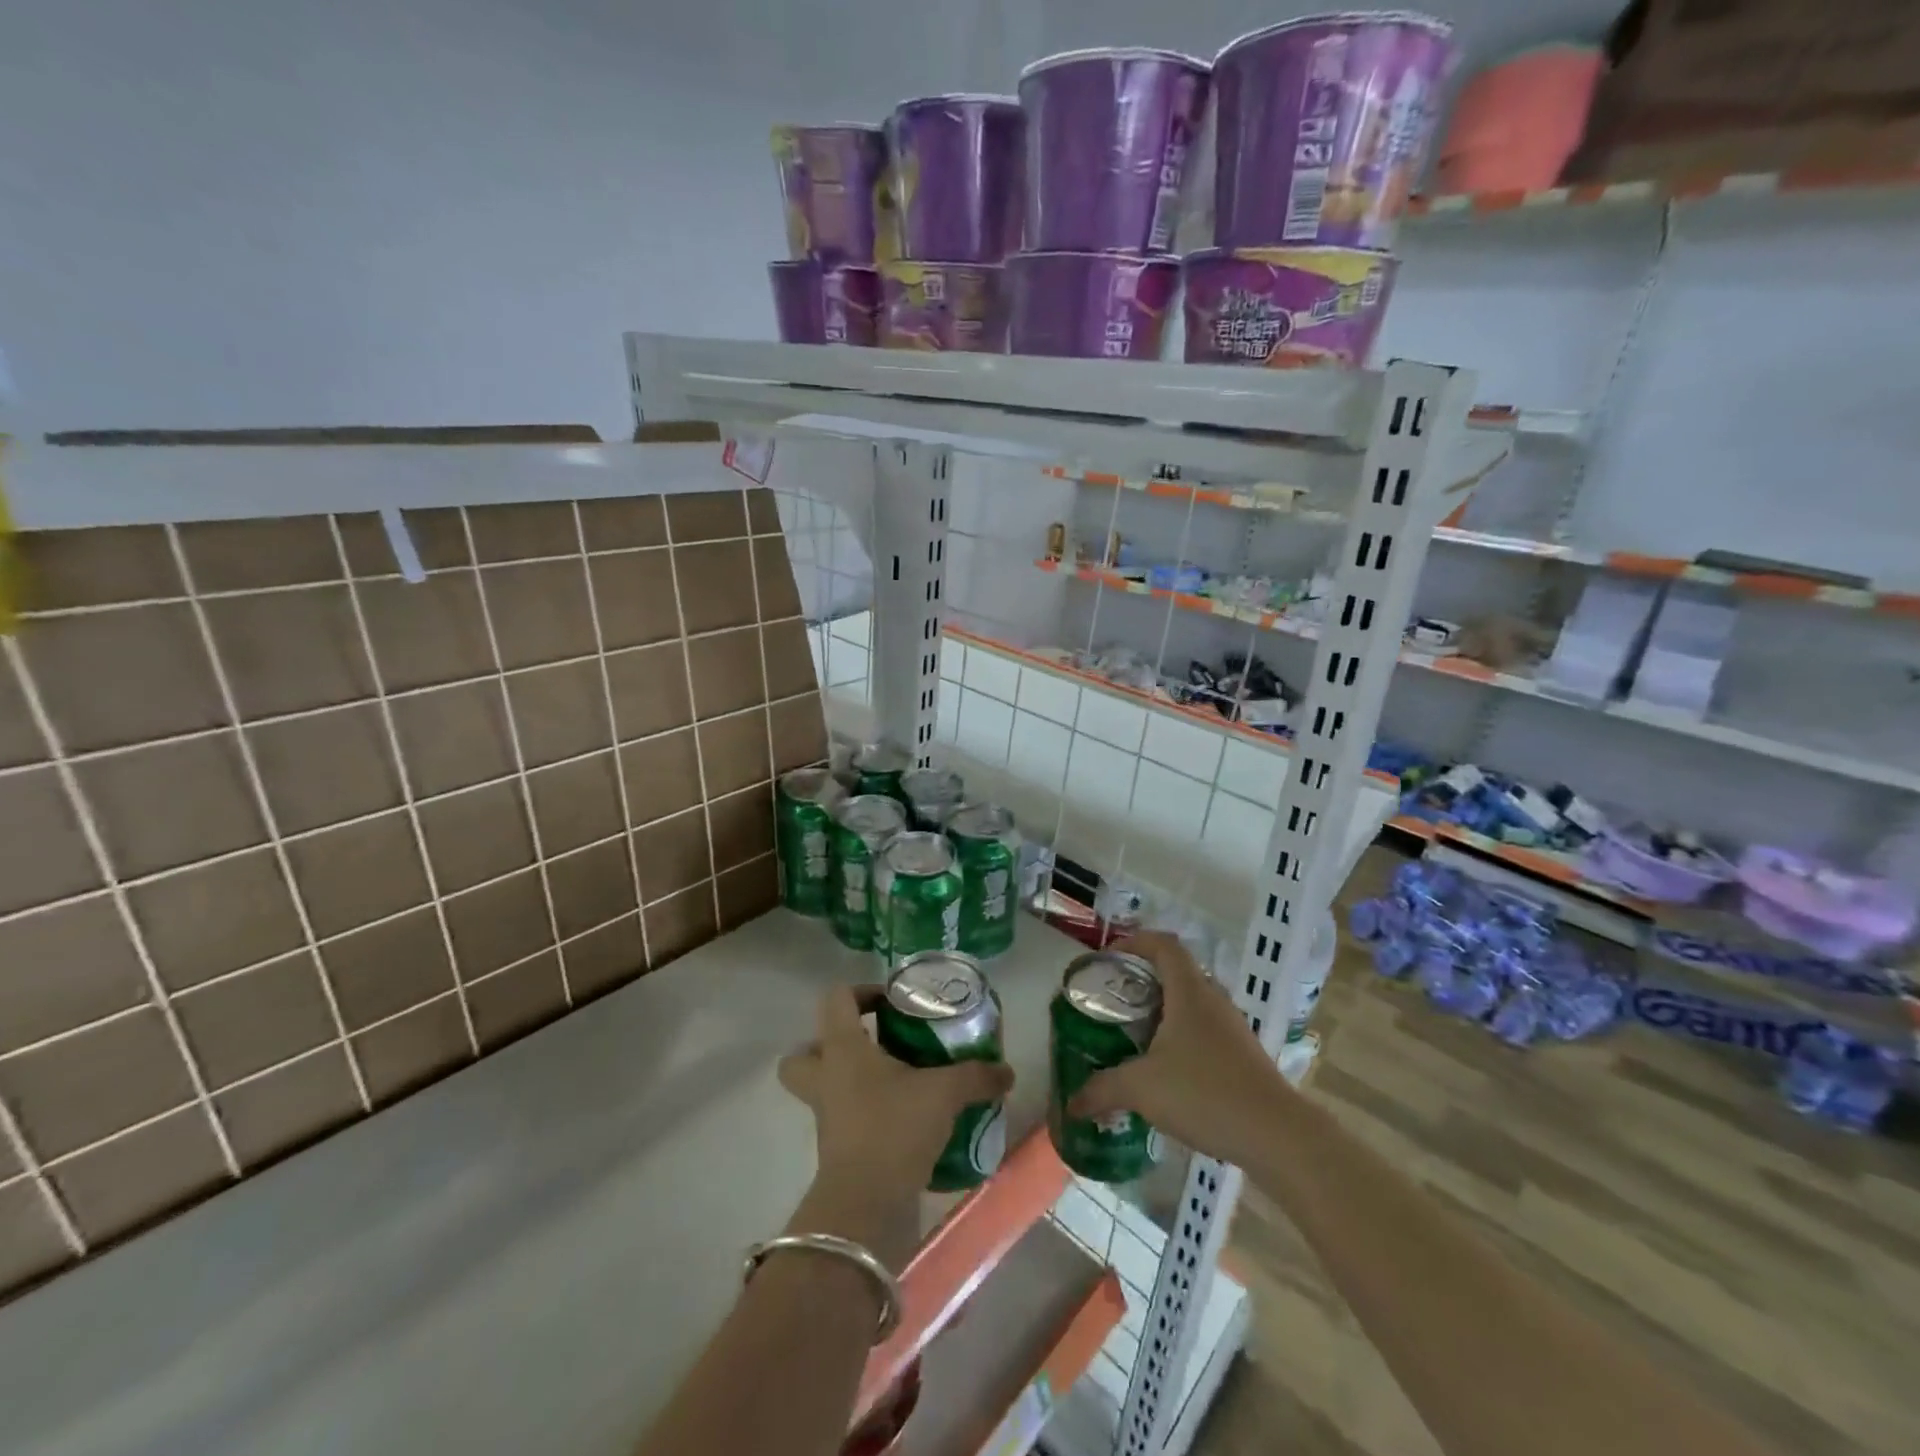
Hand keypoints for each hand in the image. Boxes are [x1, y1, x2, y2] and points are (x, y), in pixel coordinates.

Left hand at [779, 984, 1013, 1211]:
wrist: (864, 1204)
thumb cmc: (894, 1127)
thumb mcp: (944, 1093)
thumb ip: (976, 1076)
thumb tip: (1007, 1071)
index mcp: (842, 1048)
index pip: (835, 999)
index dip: (861, 992)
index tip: (892, 1004)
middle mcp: (825, 1076)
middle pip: (803, 1051)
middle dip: (829, 1045)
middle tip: (870, 1044)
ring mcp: (825, 1115)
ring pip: (820, 1087)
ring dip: (847, 1081)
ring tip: (889, 1081)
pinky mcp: (835, 1147)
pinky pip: (842, 1118)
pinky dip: (864, 1114)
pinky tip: (901, 1117)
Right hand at [1067, 932, 1288, 1166]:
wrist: (1277, 1136)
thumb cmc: (1205, 1093)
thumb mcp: (1142, 1088)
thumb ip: (1103, 1090)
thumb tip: (1071, 1104)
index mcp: (1189, 992)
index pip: (1163, 945)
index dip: (1135, 941)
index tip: (1109, 957)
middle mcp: (1213, 1000)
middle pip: (1176, 973)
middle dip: (1142, 980)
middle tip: (1113, 1000)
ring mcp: (1232, 1028)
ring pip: (1191, 1004)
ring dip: (1162, 1012)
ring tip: (1133, 1036)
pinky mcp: (1243, 1056)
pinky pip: (1204, 1032)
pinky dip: (1180, 1039)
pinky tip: (1165, 1071)